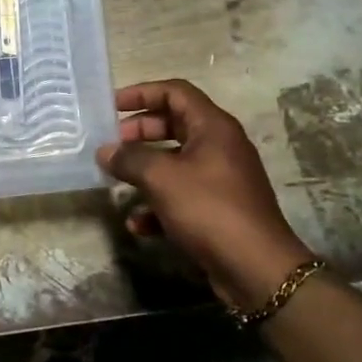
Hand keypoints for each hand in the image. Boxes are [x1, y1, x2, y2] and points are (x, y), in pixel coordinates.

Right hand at [99, 80, 313, 304]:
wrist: (256, 268)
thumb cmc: (209, 209)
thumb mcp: (162, 178)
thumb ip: (130, 159)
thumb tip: (106, 151)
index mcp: (213, 127)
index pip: (175, 92)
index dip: (142, 93)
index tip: (112, 106)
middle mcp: (220, 147)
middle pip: (174, 124)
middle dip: (139, 132)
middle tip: (111, 143)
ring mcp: (220, 179)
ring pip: (175, 162)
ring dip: (144, 169)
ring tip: (116, 179)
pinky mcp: (217, 210)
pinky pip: (181, 196)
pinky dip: (158, 204)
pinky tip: (137, 223)